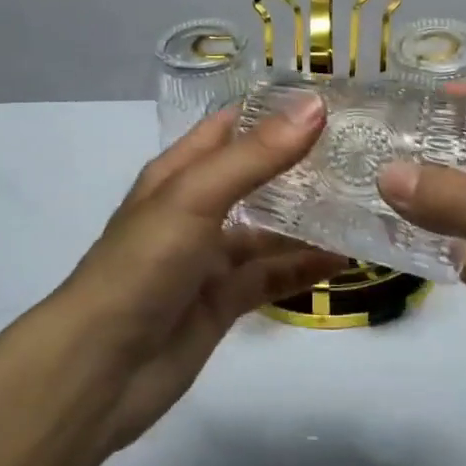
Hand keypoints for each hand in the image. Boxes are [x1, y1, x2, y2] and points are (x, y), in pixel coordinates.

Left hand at [56, 100, 345, 454]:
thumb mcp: (196, 197)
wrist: (101, 368)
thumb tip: (314, 105)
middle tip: (364, 148)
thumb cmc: (142, 264)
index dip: (277, 109)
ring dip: (308, 217)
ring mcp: (211, 256)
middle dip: (302, 162)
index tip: (335, 97)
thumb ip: (256, 155)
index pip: (233, 125)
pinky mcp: (224, 300)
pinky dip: (304, 267)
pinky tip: (344, 258)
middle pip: (257, 174)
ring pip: (269, 227)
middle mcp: (197, 207)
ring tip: (364, 201)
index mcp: (180, 171)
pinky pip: (272, 275)